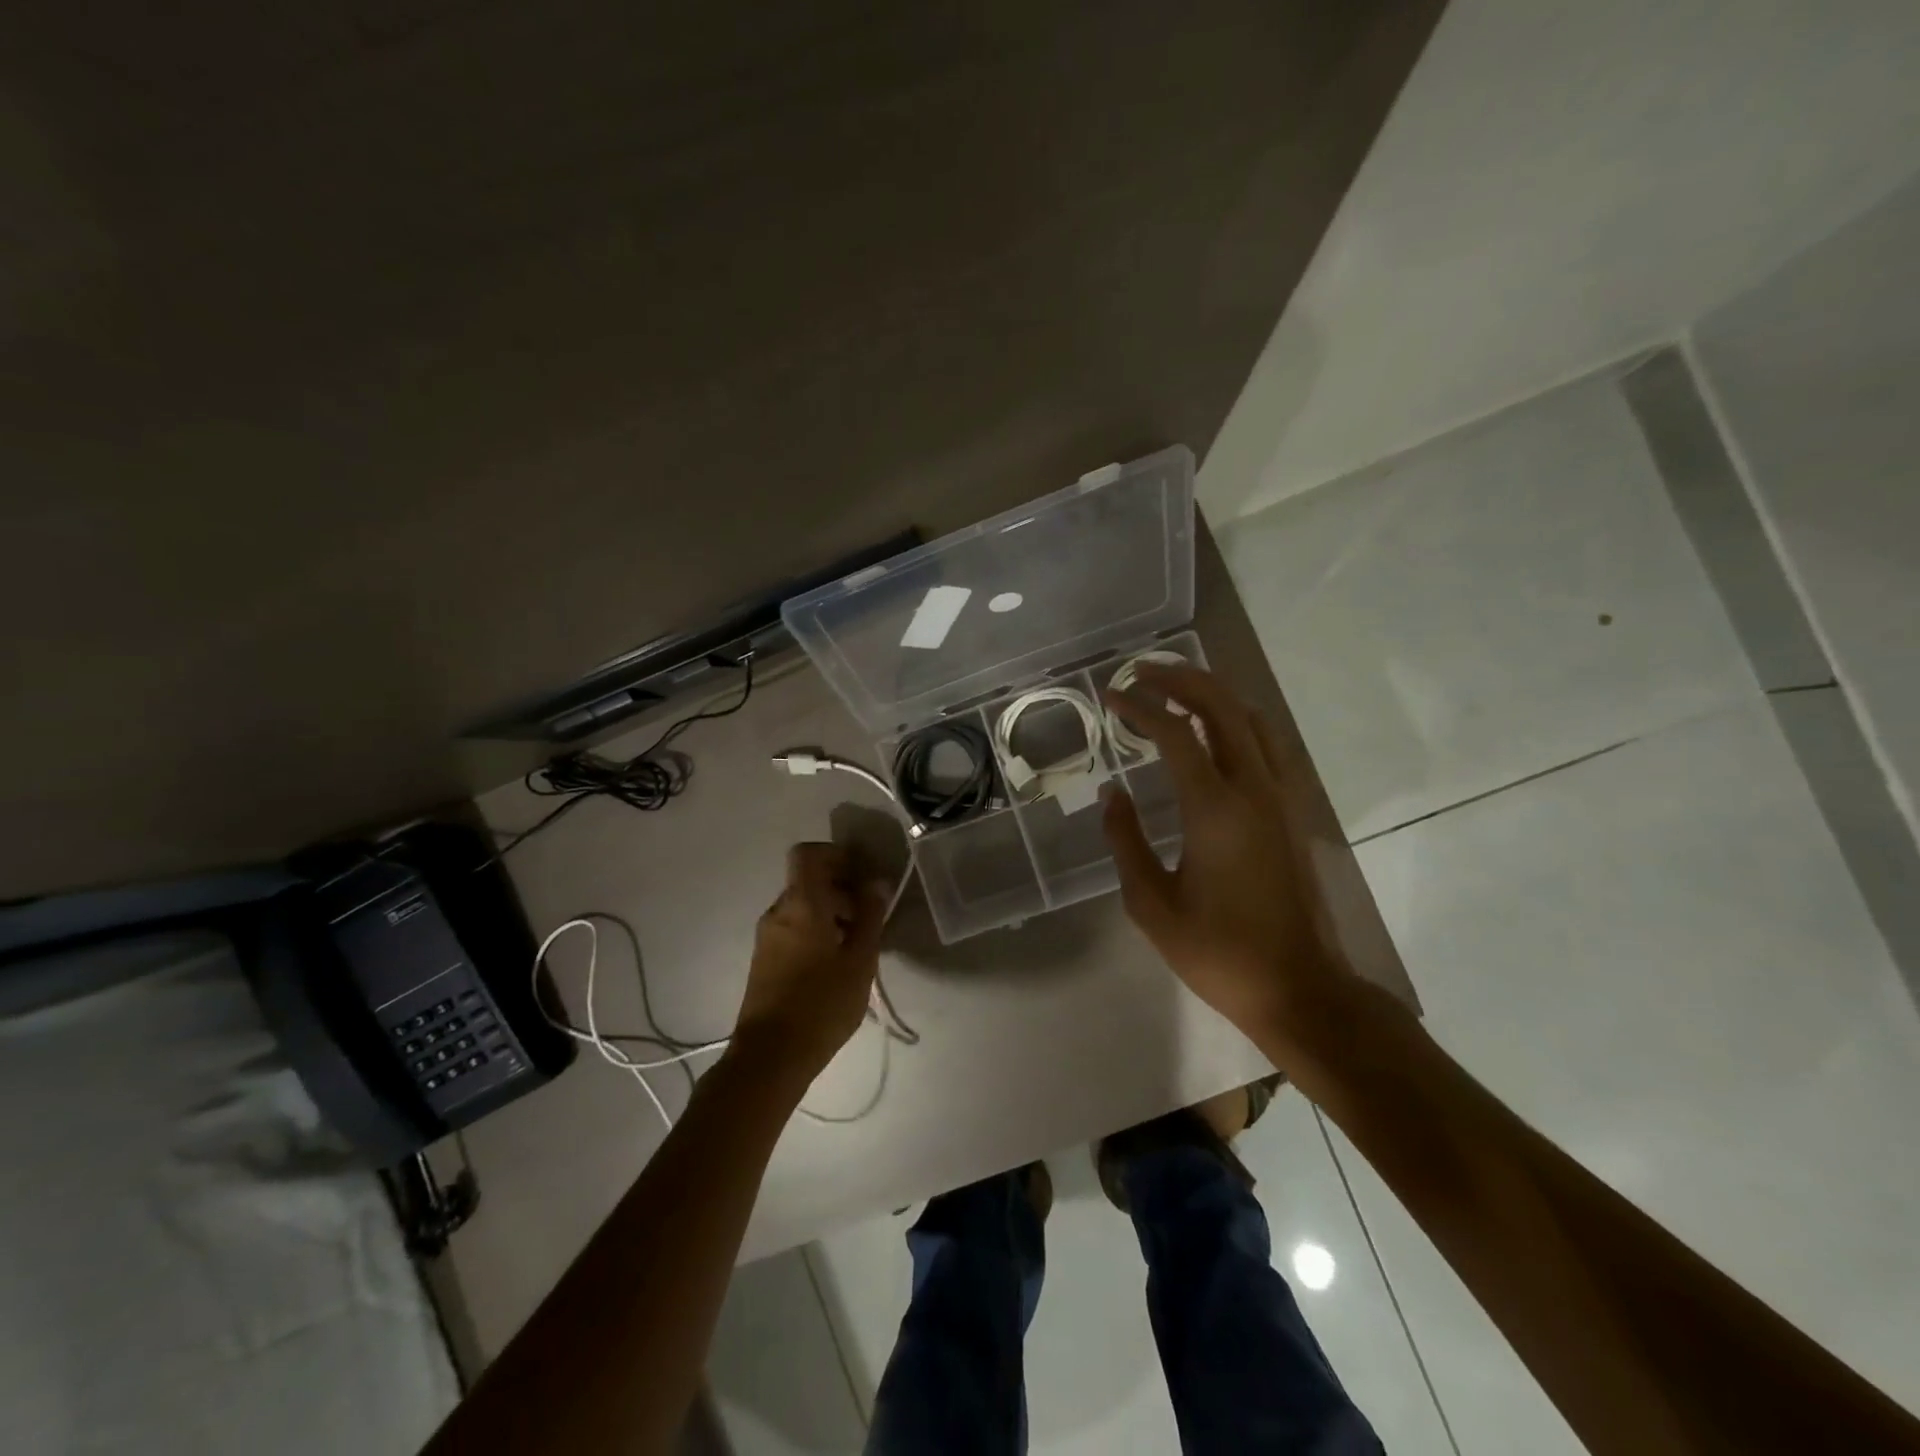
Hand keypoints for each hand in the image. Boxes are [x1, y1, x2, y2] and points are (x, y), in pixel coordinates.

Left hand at [732, 842, 887, 1081]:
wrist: (770, 1057)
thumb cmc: (821, 1004)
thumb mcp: (859, 960)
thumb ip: (870, 916)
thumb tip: (876, 882)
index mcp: (800, 903)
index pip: (808, 854)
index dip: (836, 855)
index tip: (862, 875)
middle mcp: (778, 912)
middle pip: (808, 881)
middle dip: (841, 889)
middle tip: (870, 916)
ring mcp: (767, 937)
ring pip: (802, 907)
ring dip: (831, 913)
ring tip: (858, 944)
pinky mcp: (764, 960)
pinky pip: (793, 929)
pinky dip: (816, 931)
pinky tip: (837, 964)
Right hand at [1101, 663, 1353, 1051]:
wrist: (1297, 987)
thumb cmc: (1217, 951)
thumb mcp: (1151, 904)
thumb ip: (1124, 841)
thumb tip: (1112, 794)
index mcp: (1214, 808)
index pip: (1174, 732)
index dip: (1140, 707)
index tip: (1111, 697)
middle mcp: (1253, 788)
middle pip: (1221, 706)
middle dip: (1179, 680)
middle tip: (1141, 675)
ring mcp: (1280, 797)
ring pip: (1251, 719)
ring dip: (1212, 695)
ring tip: (1174, 692)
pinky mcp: (1293, 812)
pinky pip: (1268, 745)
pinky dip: (1237, 721)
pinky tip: (1216, 733)